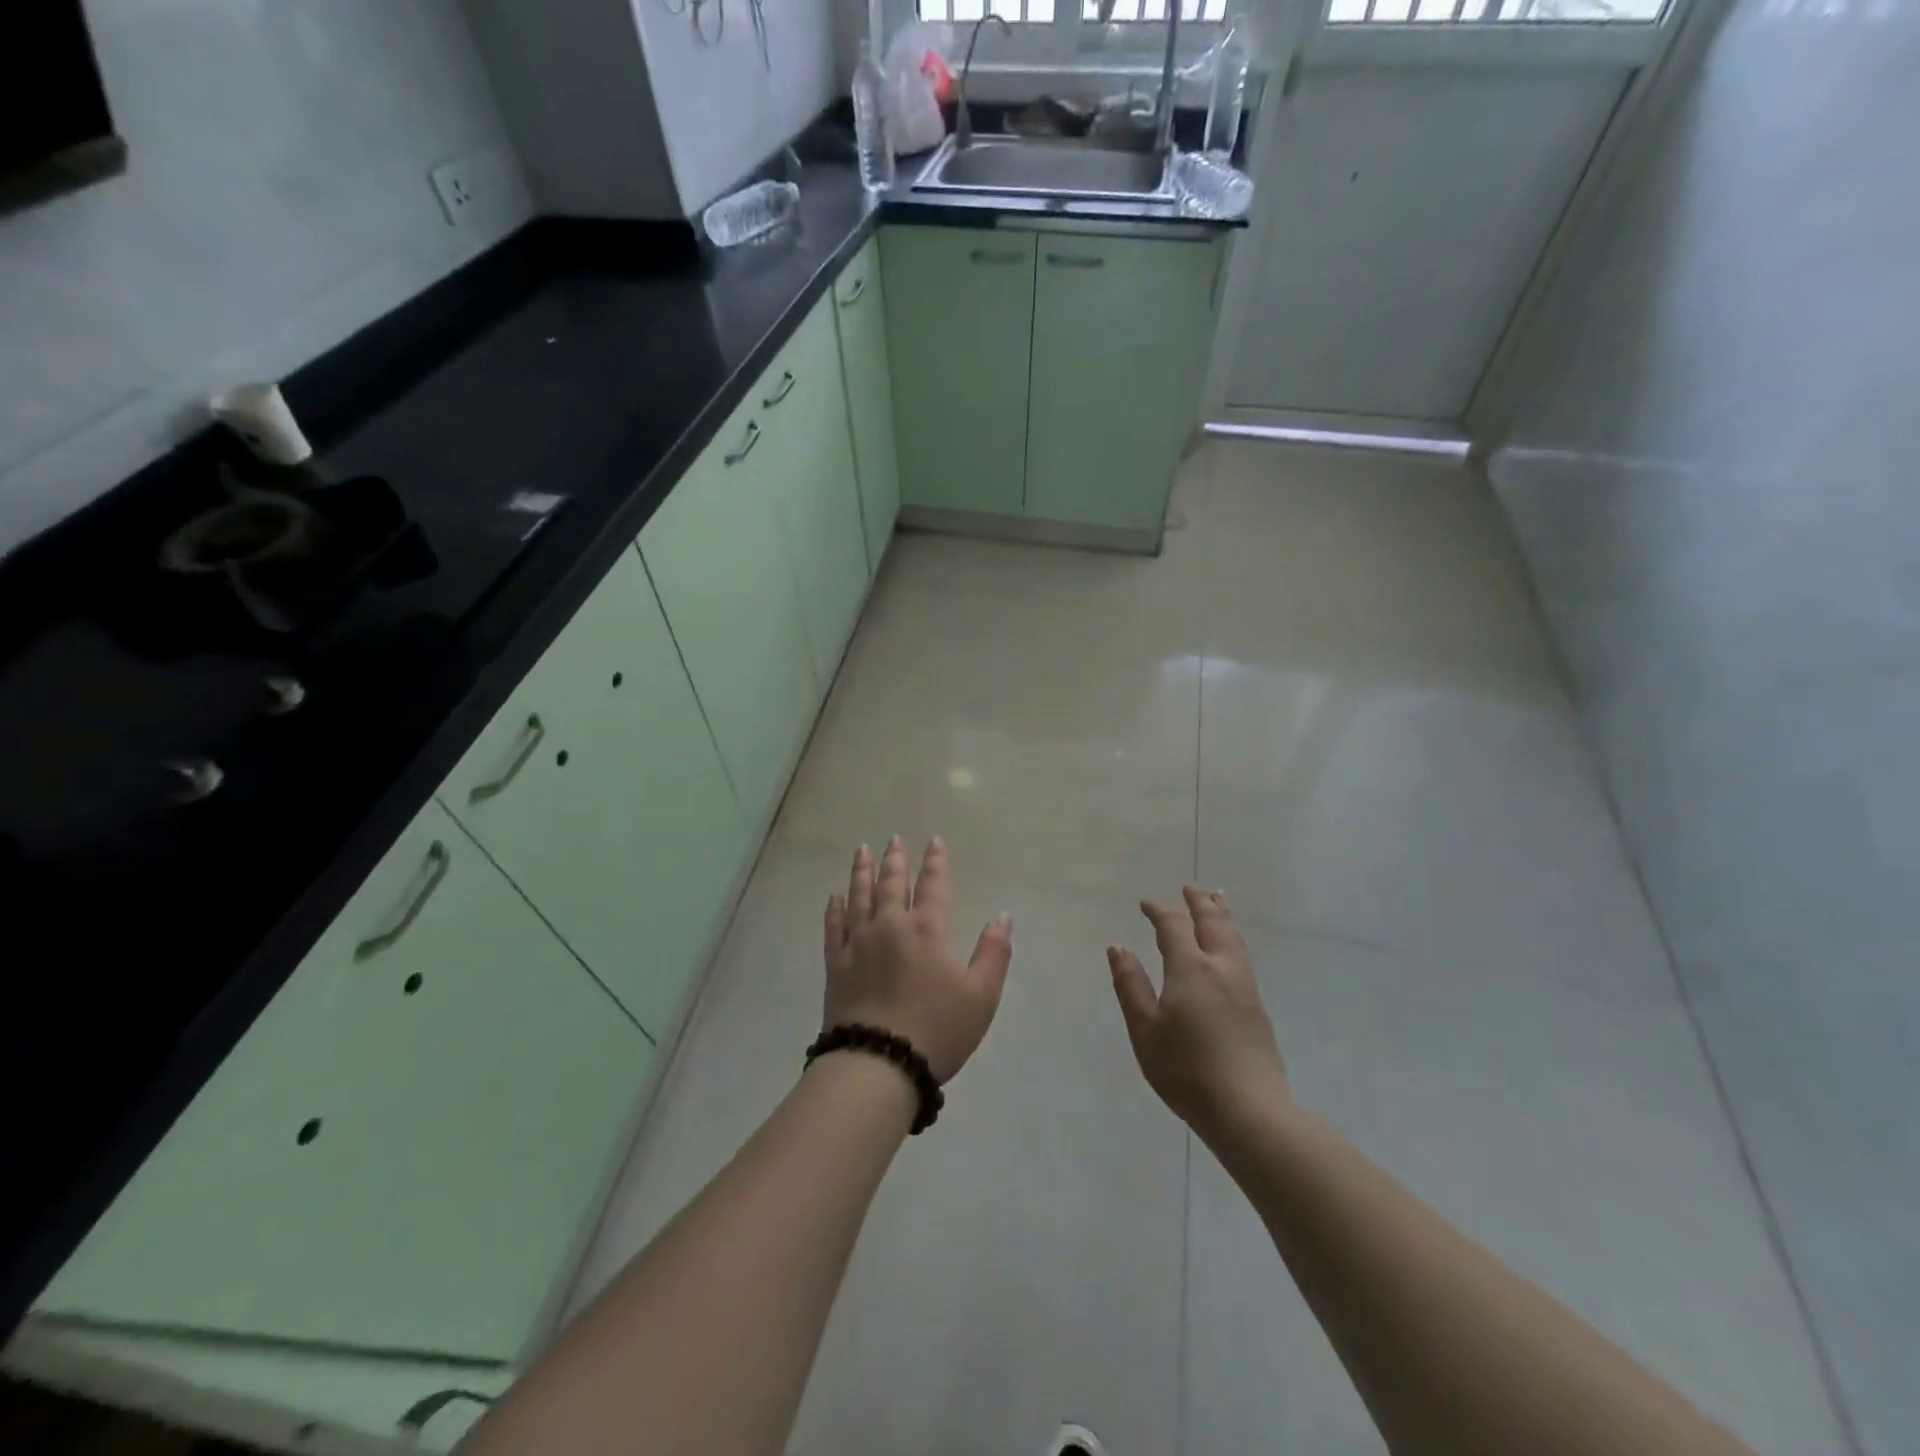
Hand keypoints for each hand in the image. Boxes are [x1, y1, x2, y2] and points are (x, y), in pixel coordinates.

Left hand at [823, 837, 1013, 1083]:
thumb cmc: (936, 1030)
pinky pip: (834, 927)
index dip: (936, 862)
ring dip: (862, 872)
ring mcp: (858, 944)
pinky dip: (835, 909)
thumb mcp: (980, 996)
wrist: (878, 1064)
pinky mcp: (836, 965)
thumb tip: (1002, 916)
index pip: (934, 885)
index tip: (934, 841)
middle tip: (893, 840)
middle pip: (892, 884)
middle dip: (895, 860)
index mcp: (927, 930)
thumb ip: (993, 953)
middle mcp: (890, 926)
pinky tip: (835, 897)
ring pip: (859, 897)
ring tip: (862, 851)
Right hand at [1108, 887, 1289, 1140]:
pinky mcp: (1257, 1008)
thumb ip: (1131, 985)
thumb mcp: (1145, 1029)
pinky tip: (1229, 947)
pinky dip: (1232, 937)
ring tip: (1216, 901)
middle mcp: (1221, 968)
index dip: (1159, 911)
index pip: (1173, 927)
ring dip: (1221, 915)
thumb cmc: (1186, 1070)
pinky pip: (1242, 955)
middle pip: (1212, 924)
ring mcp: (1244, 987)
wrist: (1249, 1110)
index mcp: (1191, 969)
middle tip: (1190, 888)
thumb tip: (1118, 947)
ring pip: (1233, 938)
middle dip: (1199, 903)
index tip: (1146, 904)